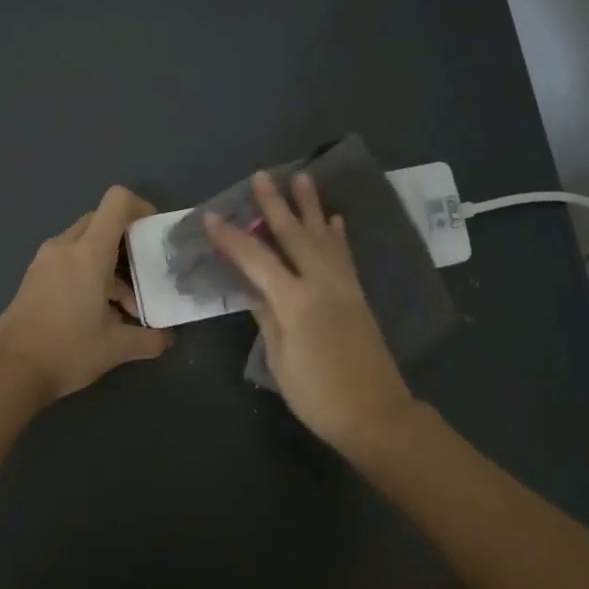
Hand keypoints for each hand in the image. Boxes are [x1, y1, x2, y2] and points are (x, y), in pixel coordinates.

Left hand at [0, 185, 171, 402]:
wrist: (11, 371)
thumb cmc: (69, 350)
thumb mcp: (117, 347)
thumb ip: (149, 338)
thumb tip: (166, 338)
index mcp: (89, 253)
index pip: (117, 202)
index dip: (141, 207)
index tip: (153, 234)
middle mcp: (65, 247)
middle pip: (101, 221)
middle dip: (126, 242)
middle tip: (141, 275)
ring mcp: (44, 260)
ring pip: (84, 243)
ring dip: (107, 263)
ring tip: (120, 307)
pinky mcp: (32, 276)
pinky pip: (66, 259)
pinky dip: (86, 272)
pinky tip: (93, 312)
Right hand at [204, 171, 419, 456]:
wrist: (375, 413)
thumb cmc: (318, 394)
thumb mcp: (280, 359)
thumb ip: (267, 317)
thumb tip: (253, 287)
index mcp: (295, 301)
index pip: (256, 260)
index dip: (232, 238)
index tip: (212, 216)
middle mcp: (321, 283)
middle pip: (294, 235)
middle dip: (276, 204)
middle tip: (261, 176)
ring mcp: (344, 286)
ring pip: (324, 236)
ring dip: (311, 207)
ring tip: (302, 178)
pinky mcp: (358, 294)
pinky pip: (345, 255)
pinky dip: (337, 235)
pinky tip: (334, 219)